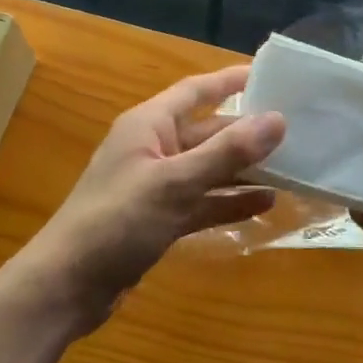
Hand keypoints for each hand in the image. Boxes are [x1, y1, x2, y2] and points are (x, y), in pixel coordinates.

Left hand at [22, 66, 284, 331]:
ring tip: (291, 169)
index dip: (230, 80)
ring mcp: (157, 186)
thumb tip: (278, 119)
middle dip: (247, 133)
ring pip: (209, 169)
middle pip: (208, 132)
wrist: (67, 287)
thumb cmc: (117, 220)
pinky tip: (265, 205)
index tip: (270, 76)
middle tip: (295, 131)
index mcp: (149, 125)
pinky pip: (203, 202)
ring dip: (245, 170)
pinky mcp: (160, 219)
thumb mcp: (175, 183)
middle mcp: (154, 148)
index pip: (196, 91)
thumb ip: (227, 153)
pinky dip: (230, 202)